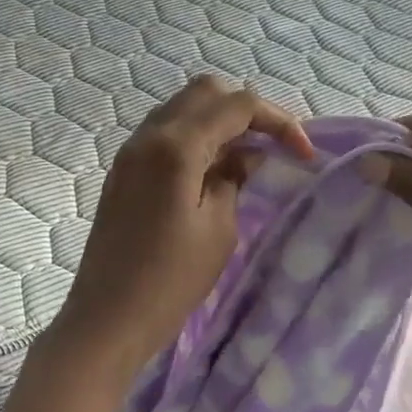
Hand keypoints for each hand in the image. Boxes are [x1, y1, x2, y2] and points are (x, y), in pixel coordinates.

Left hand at [47, 75, 314, 382]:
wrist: (108, 318)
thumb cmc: (170, 280)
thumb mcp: (219, 229)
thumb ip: (234, 178)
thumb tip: (246, 155)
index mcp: (176, 146)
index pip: (237, 105)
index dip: (278, 121)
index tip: (304, 154)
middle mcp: (149, 135)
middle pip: (206, 93)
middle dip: (247, 111)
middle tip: (273, 147)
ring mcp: (131, 151)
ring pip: (183, 108)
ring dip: (219, 121)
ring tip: (247, 158)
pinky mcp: (124, 170)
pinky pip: (165, 132)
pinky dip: (196, 136)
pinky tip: (213, 170)